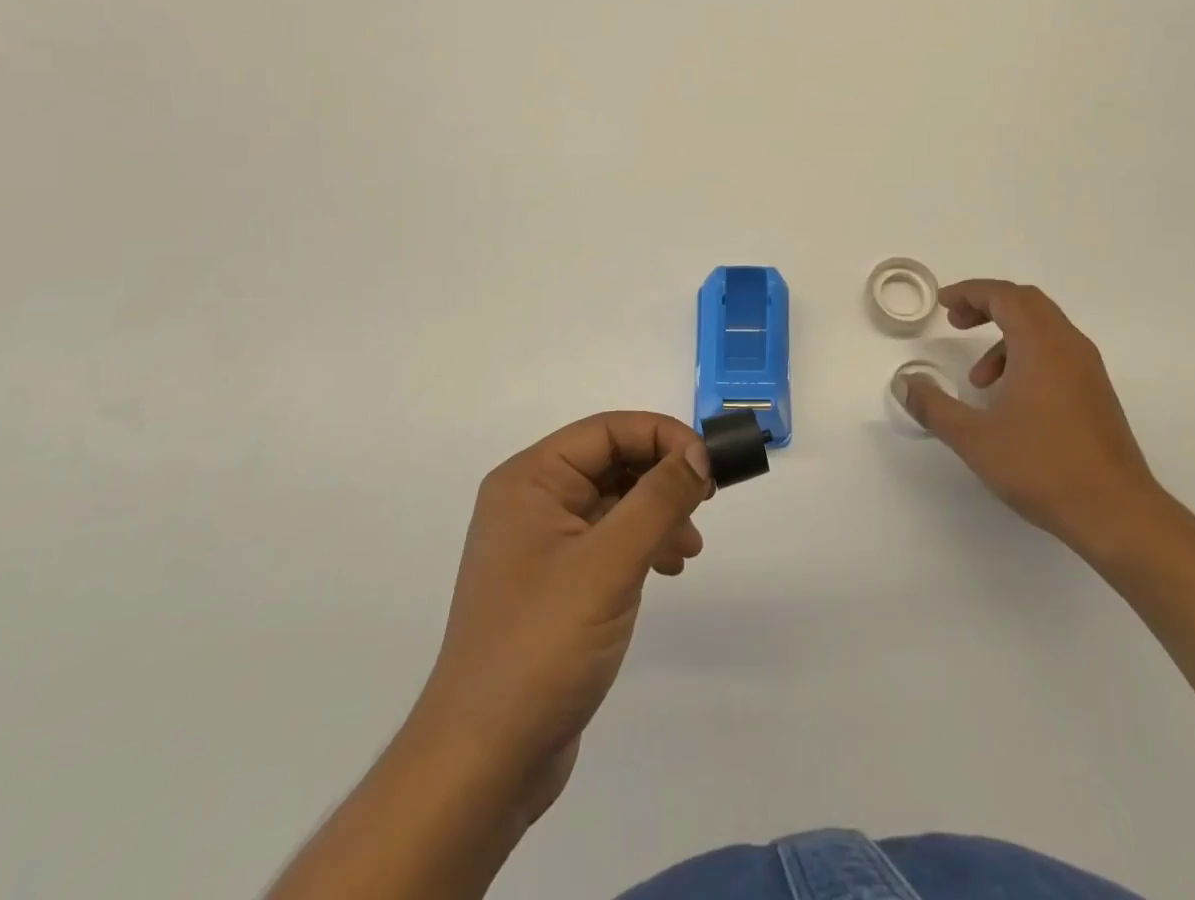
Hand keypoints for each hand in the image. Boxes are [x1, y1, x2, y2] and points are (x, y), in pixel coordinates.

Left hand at [407, 411, 711, 828]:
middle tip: (708, 502)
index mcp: (530, 480)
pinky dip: (643, 544)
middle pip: (612, 462)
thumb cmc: (542, 646)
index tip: (709, 466)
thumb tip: (700, 452)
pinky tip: (668, 570)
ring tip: (690, 548)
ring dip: (658, 512)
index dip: (663, 437)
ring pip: (614, 501)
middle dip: (663, 476)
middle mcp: (531, 501)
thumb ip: (659, 499)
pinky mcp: (555, 584)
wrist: (484, 763)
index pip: (607, 430)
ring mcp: (541, 545)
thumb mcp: (609, 563)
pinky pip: (608, 540)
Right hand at [895, 279, 1168, 563]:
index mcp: (1041, 345)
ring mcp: (1088, 369)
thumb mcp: (975, 438)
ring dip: (1006, 335)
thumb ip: (933, 407)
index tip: (943, 304)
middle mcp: (1069, 346)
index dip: (970, 292)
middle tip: (956, 323)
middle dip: (987, 305)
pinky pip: (1057, 352)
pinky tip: (1011, 399)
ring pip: (1043, 328)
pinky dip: (1027, 356)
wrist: (1118, 514)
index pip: (1004, 296)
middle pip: (1026, 302)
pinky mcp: (1096, 393)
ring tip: (979, 378)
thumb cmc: (1043, 467)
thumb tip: (903, 383)